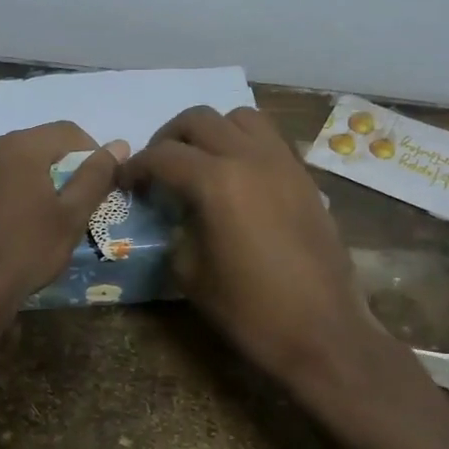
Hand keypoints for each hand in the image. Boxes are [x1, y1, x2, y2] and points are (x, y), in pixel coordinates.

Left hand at [0, 122, 127, 332]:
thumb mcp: (71, 218)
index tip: (96, 180)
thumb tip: (117, 145)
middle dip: (51, 164)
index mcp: (23, 148)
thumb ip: (95, 177)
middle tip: (63, 199)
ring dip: (15, 175)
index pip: (66, 131)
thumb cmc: (25, 252)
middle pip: (29, 143)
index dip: (88, 150)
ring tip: (24, 210)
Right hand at [122, 106, 396, 401]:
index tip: (125, 182)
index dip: (135, 167)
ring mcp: (283, 163)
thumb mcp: (190, 273)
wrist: (323, 332)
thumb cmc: (250, 310)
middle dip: (168, 138)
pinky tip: (234, 177)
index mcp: (217, 182)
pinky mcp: (304, 177)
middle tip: (157, 168)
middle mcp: (250, 157)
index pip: (162, 156)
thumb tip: (175, 213)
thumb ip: (176, 229)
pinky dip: (242, 143)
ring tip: (198, 162)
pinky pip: (268, 139)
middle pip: (199, 120)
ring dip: (211, 131)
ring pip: (240, 117)